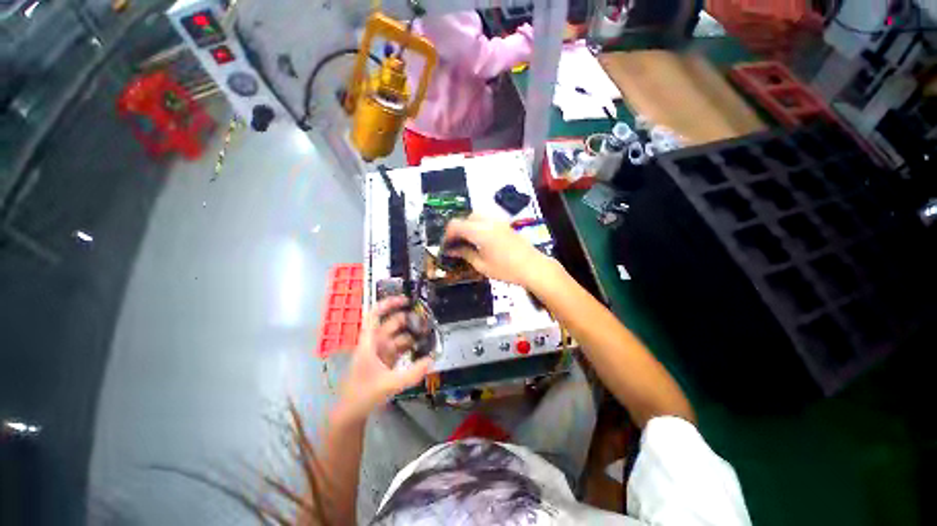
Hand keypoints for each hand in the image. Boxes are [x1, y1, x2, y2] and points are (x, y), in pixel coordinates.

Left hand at [336, 297, 431, 422]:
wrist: (351, 413)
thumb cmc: (363, 395)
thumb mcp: (389, 384)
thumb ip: (412, 373)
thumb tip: (431, 360)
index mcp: (370, 342)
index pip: (375, 315)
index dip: (389, 304)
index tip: (406, 300)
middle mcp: (375, 343)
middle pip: (392, 323)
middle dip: (409, 319)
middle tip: (428, 320)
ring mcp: (381, 352)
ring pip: (399, 336)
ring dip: (412, 333)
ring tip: (430, 333)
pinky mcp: (387, 361)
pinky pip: (401, 348)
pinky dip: (411, 346)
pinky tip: (423, 347)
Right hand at [443, 215, 553, 287]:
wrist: (533, 267)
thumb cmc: (506, 270)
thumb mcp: (482, 265)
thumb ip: (465, 254)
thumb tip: (451, 251)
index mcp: (480, 231)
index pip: (455, 224)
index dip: (447, 235)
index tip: (446, 247)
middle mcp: (488, 221)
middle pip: (465, 218)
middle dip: (458, 230)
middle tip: (456, 245)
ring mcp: (498, 221)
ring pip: (476, 216)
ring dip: (468, 226)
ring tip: (468, 242)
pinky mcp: (505, 224)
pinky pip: (486, 219)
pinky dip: (478, 225)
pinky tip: (481, 239)